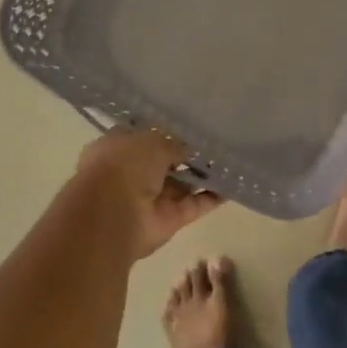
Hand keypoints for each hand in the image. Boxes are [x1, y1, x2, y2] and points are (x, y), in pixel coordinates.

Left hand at [74, 129, 223, 258]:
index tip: (189, 128)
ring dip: (203, 176)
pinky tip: (233, 184)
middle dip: (186, 156)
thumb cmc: (124, 166)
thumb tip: (188, 149)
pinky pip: (194, 205)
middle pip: (164, 163)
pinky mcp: (168, 220)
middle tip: (215, 143)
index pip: (143, 138)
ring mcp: (150, 199)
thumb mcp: (152, 141)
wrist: (113, 215)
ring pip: (181, 185)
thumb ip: (173, 143)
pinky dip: (212, 197)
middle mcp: (131, 174)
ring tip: (230, 161)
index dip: (164, 133)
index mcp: (116, 148)